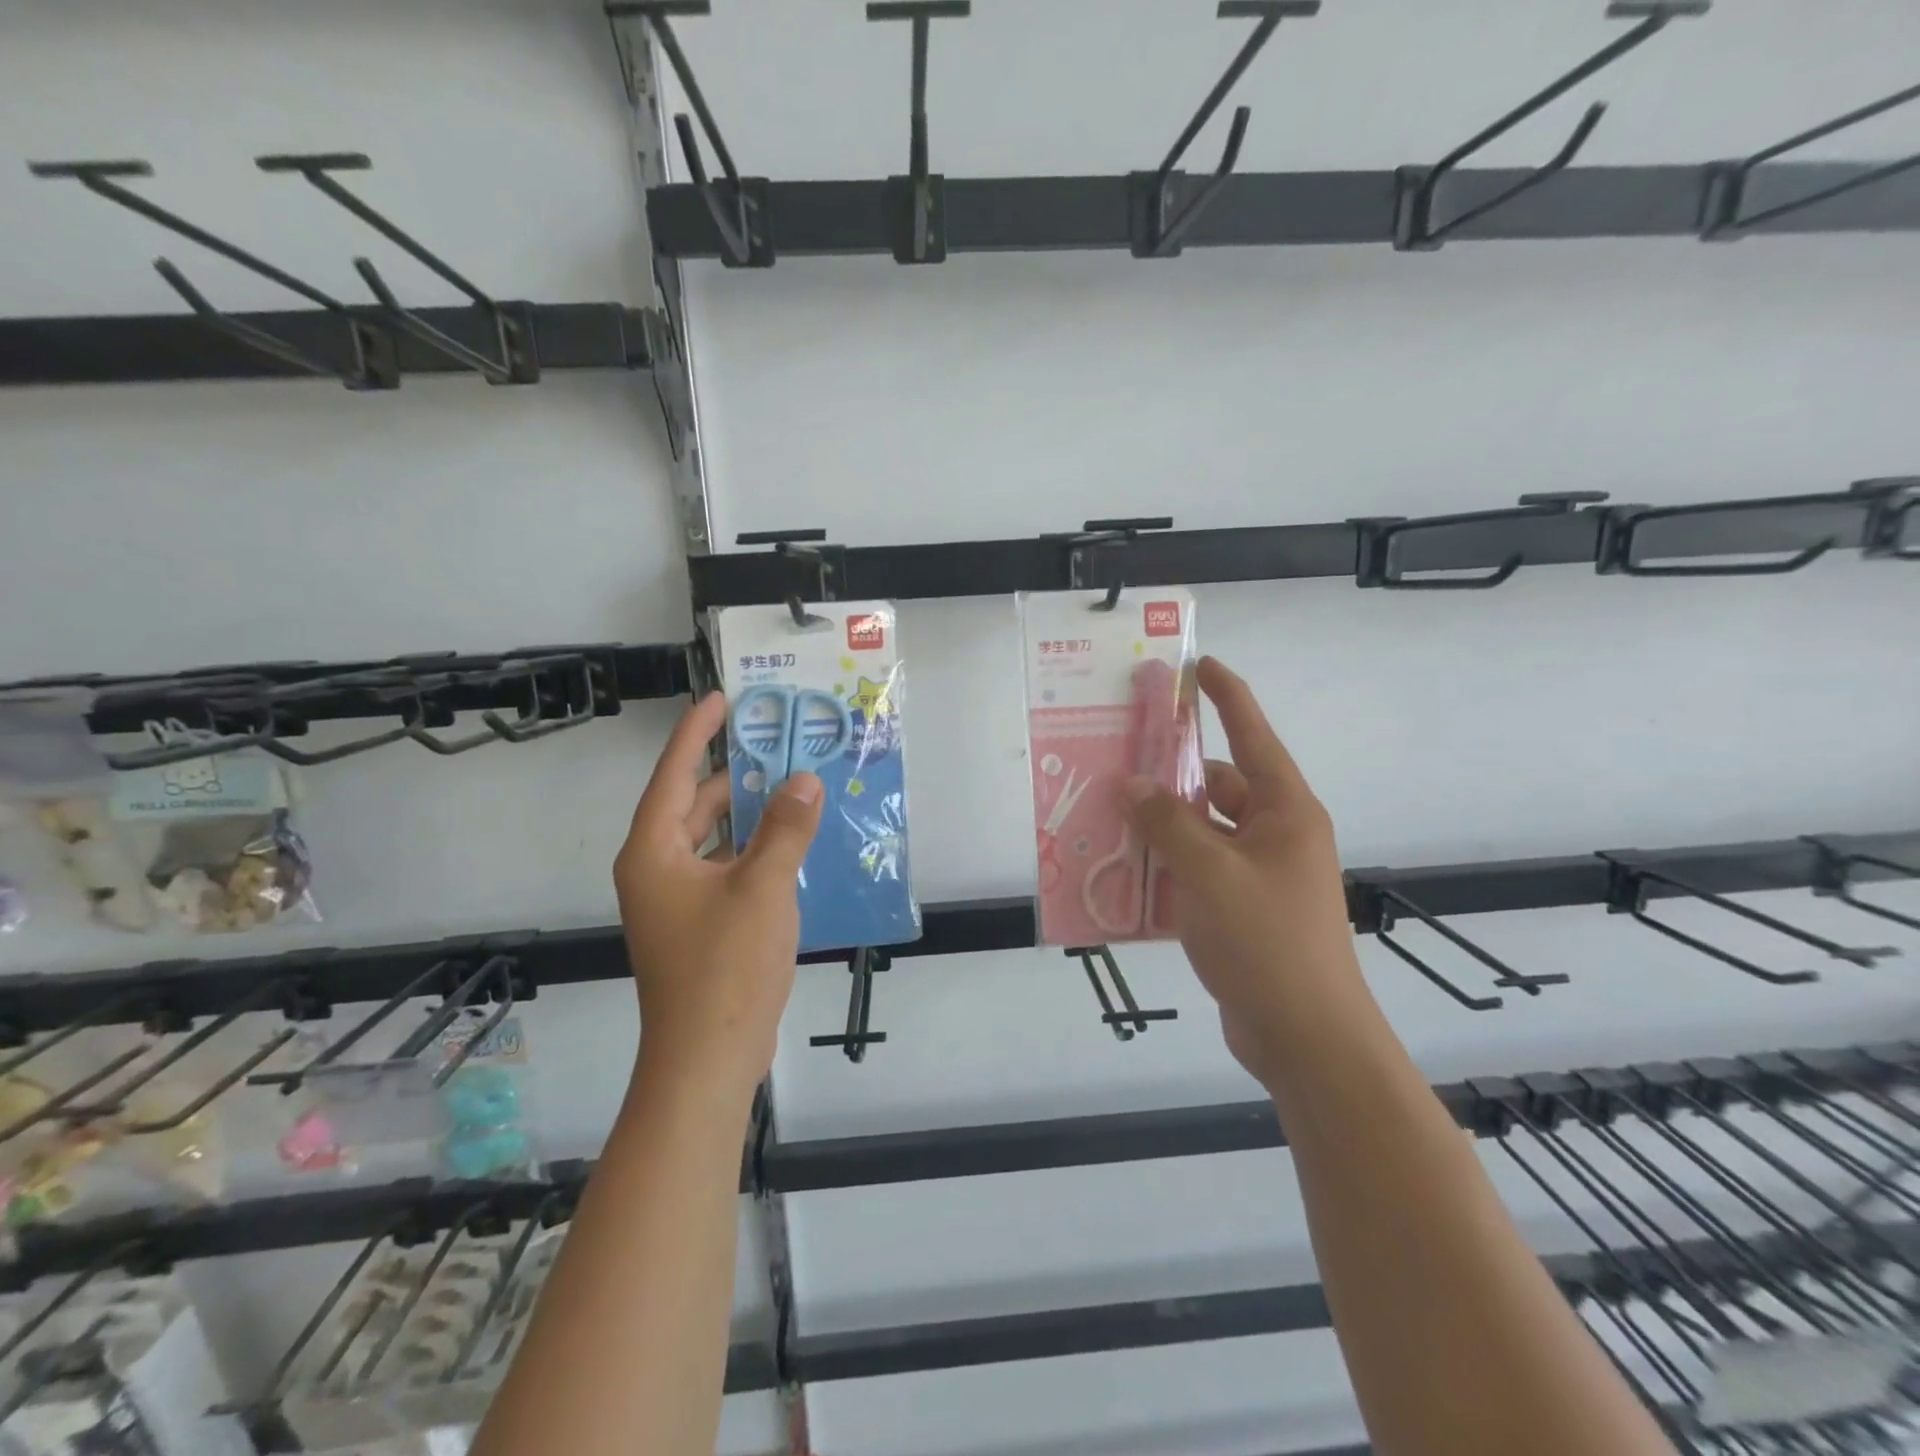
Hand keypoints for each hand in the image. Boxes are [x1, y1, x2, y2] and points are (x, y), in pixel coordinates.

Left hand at [614, 692, 822, 1101]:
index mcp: (654, 852)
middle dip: (734, 775)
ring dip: (750, 815)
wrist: (708, 1059)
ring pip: (714, 839)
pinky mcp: (700, 924)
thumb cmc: (725, 967)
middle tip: (778, 744)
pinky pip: (727, 868)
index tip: (722, 698)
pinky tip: (794, 843)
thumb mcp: (762, 889)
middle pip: (694, 805)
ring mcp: (678, 900)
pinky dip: (756, 850)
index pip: (674, 775)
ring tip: (793, 786)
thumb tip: (803, 780)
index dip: (697, 733)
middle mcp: (658, 870)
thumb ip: (785, 830)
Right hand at [1124, 657, 1372, 1090]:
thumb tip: (1132, 784)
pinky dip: (1165, 866)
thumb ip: (1167, 824)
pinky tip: (1123, 871)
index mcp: (1284, 812)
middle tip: (1118, 762)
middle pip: (1218, 787)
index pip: (1254, 735)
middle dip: (1171, 777)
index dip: (1227, 697)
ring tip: (1108, 817)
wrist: (1303, 1037)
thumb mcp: (1209, 874)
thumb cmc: (1266, 942)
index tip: (1200, 666)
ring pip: (1201, 832)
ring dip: (1161, 826)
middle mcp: (1275, 835)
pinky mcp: (1241, 910)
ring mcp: (1258, 875)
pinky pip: (1197, 871)